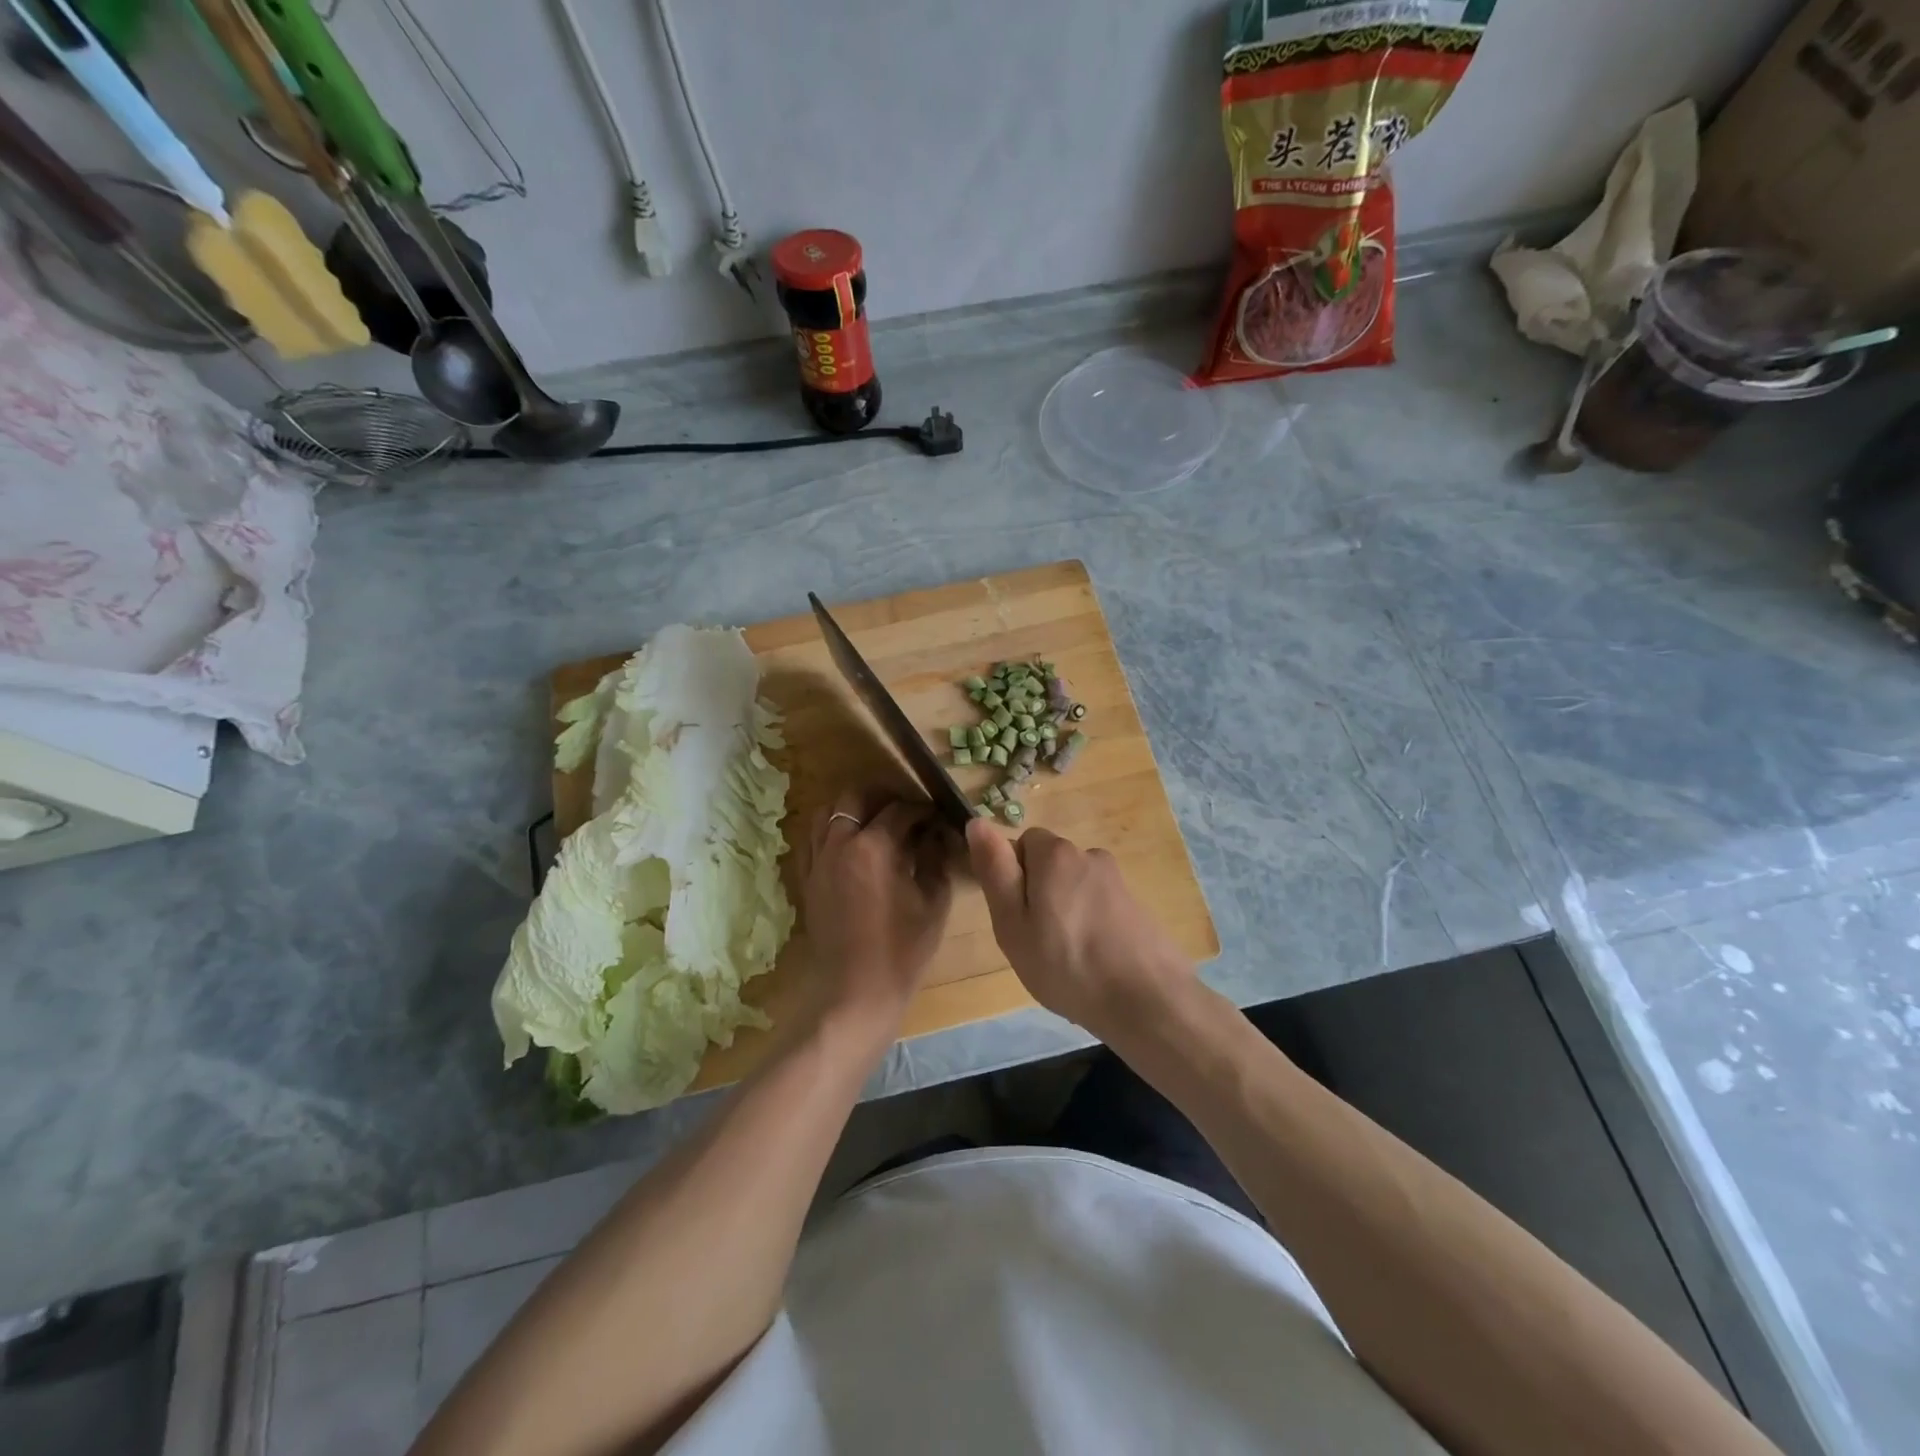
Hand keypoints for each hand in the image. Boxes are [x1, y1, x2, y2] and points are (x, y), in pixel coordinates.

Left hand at [804, 791, 954, 1027]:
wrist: (857, 992)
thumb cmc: (903, 950)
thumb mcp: (933, 902)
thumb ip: (934, 859)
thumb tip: (934, 835)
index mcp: (874, 847)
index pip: (900, 810)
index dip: (922, 809)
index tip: (935, 816)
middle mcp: (839, 844)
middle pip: (855, 797)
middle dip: (882, 797)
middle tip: (903, 812)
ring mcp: (818, 861)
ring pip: (826, 813)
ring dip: (851, 810)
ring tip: (873, 823)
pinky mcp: (807, 879)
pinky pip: (812, 840)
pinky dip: (829, 832)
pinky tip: (848, 846)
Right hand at [967, 821, 1193, 1038]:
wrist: (1147, 1002)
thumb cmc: (1066, 964)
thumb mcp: (1012, 922)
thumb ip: (994, 870)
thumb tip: (977, 822)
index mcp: (1056, 854)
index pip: (1022, 843)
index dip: (1013, 878)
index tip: (1016, 917)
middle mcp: (1090, 855)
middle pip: (1050, 866)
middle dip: (1040, 895)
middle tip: (1037, 942)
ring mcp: (1118, 882)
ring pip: (1075, 889)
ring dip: (1066, 913)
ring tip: (1067, 960)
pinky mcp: (1138, 907)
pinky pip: (1099, 909)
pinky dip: (1092, 929)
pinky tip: (1094, 965)